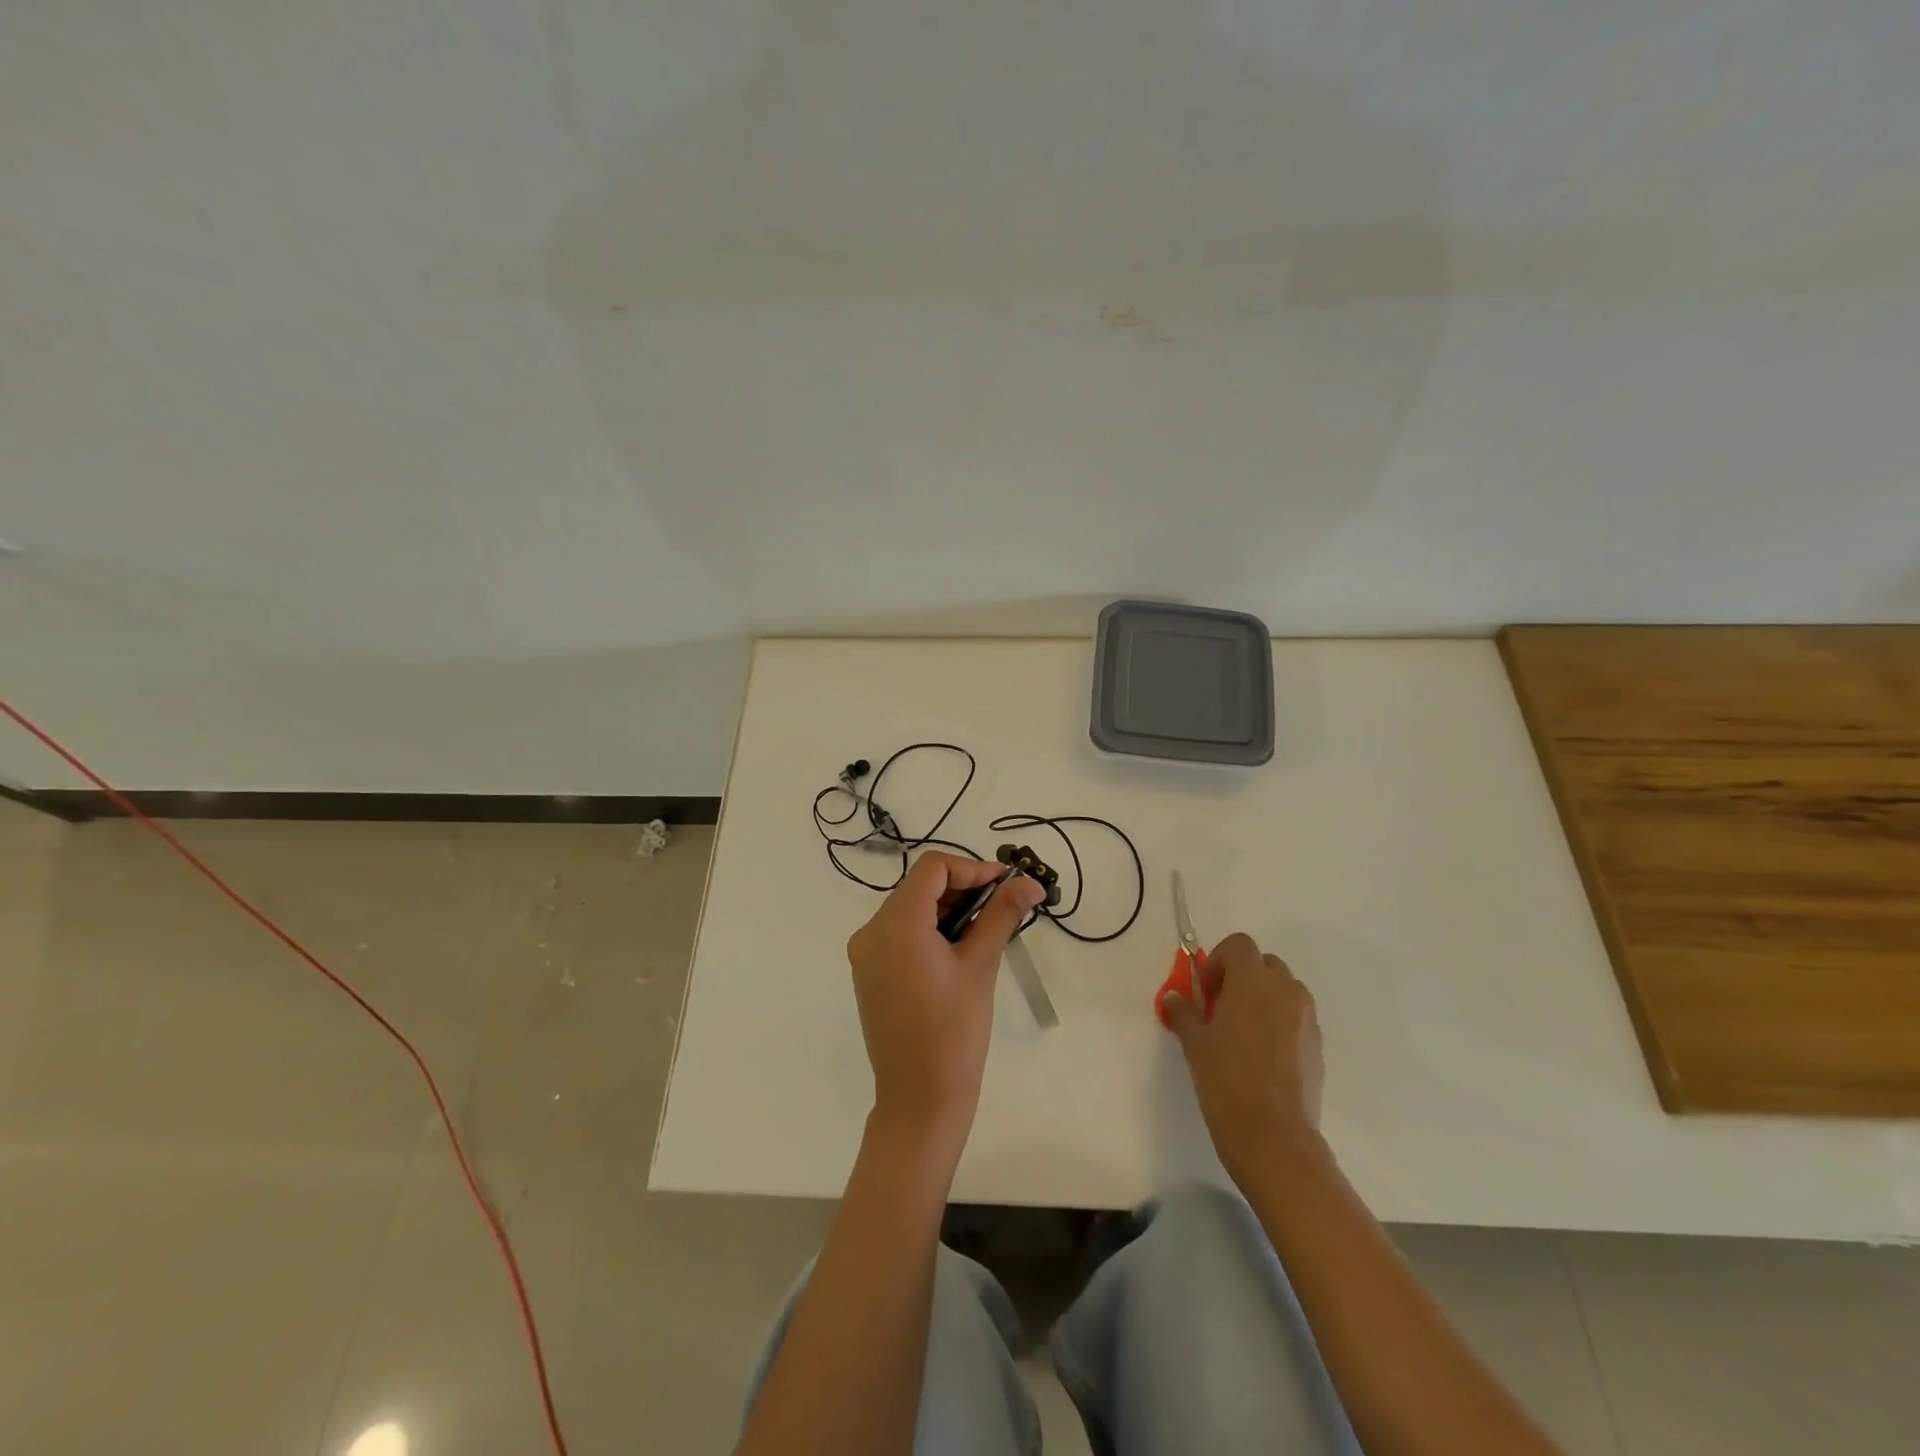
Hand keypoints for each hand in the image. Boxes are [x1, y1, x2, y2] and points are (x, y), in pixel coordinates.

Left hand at [846, 853, 1045, 1152]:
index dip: (971, 868)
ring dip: (947, 909)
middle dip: (962, 888)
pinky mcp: (869, 973)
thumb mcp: (981, 965)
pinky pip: (899, 934)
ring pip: (909, 910)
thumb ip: (1002, 915)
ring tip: (986, 929)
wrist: (920, 1098)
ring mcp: (865, 954)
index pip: (933, 868)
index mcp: (896, 924)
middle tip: (1002, 905)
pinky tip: (958, 949)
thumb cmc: (955, 1030)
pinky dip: (929, 930)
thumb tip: (1031, 883)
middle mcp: (871, 931)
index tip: (1005, 884)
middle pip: (919, 887)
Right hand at [1163, 932, 1324, 1188]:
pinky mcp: (1318, 1045)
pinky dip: (1279, 1022)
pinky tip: (1262, 1056)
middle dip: (1242, 977)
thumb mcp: (1195, 1044)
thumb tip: (1174, 997)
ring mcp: (1307, 1019)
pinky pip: (1296, 1017)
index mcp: (1253, 982)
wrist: (1274, 1138)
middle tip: (1222, 1008)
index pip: (1239, 945)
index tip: (1208, 992)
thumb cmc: (1227, 1081)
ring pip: (1284, 990)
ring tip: (1243, 1032)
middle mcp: (1285, 991)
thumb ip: (1184, 1013)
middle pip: (1264, 964)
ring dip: (1263, 998)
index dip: (1219, 961)